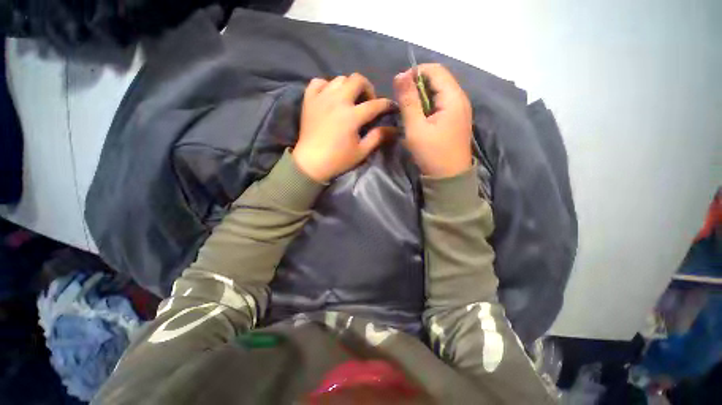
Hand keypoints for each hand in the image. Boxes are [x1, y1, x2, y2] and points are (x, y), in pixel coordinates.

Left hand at [293, 73, 395, 182]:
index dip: (386, 104)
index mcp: (352, 116)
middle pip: (357, 80)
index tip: (391, 107)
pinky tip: (330, 97)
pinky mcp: (309, 100)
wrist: (310, 163)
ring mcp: (322, 98)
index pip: (375, 104)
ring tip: (349, 100)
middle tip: (368, 101)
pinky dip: (326, 86)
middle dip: (368, 88)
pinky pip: (318, 82)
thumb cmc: (338, 160)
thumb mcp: (361, 152)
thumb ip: (377, 137)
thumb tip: (392, 128)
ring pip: (339, 79)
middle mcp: (338, 101)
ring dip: (349, 87)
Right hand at [393, 63, 472, 177]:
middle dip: (418, 85)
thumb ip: (408, 101)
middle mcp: (460, 99)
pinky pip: (442, 104)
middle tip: (403, 101)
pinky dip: (428, 106)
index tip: (399, 87)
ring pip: (439, 92)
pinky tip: (420, 118)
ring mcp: (460, 110)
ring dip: (422, 96)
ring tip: (409, 110)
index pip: (435, 70)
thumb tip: (400, 75)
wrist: (449, 178)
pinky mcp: (456, 120)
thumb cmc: (432, 154)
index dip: (415, 73)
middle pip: (439, 79)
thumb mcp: (416, 128)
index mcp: (453, 98)